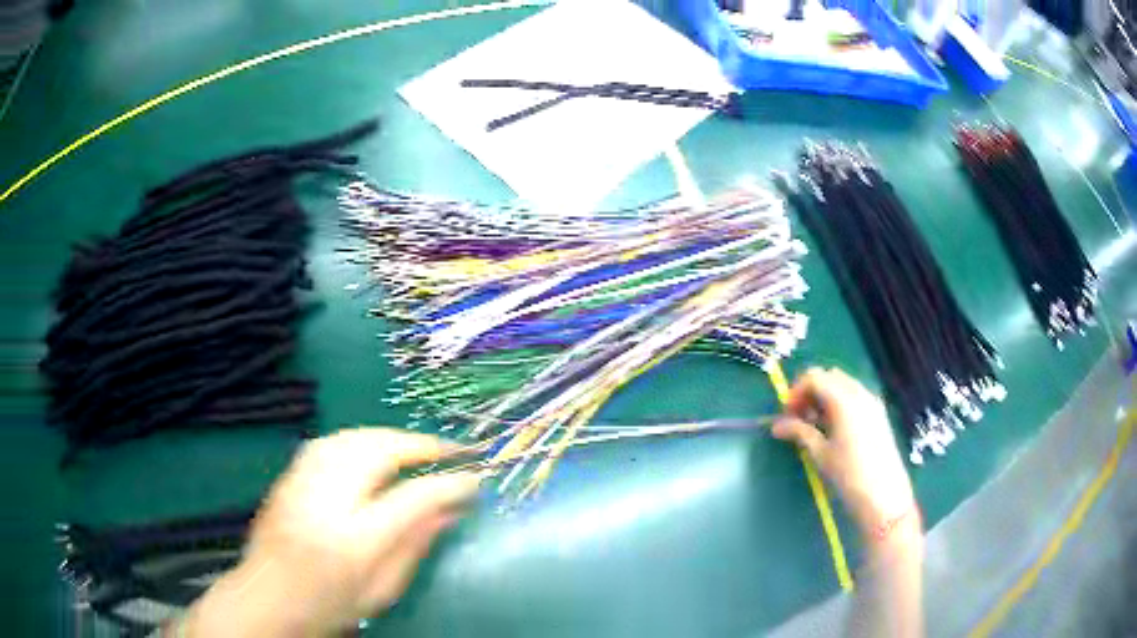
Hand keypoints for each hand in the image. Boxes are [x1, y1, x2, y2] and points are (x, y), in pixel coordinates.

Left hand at [181, 428, 482, 636]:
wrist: (265, 600)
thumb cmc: (328, 608)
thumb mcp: (380, 592)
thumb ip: (414, 548)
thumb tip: (449, 511)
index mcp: (352, 541)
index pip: (411, 498)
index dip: (449, 484)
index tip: (474, 479)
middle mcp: (324, 502)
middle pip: (378, 451)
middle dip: (420, 445)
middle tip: (450, 450)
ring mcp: (301, 482)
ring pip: (352, 437)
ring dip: (391, 436)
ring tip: (417, 447)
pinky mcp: (288, 476)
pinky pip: (329, 441)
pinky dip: (360, 438)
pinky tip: (373, 448)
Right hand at [772, 368, 914, 537]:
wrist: (884, 495)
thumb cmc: (848, 474)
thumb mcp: (820, 454)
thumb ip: (799, 432)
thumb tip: (776, 426)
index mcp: (843, 399)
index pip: (814, 378)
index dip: (795, 392)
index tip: (786, 415)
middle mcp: (859, 392)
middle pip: (829, 376)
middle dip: (810, 391)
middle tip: (798, 418)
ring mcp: (872, 401)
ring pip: (843, 385)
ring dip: (824, 397)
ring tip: (814, 425)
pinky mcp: (878, 413)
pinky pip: (855, 396)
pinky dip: (839, 403)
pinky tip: (834, 428)